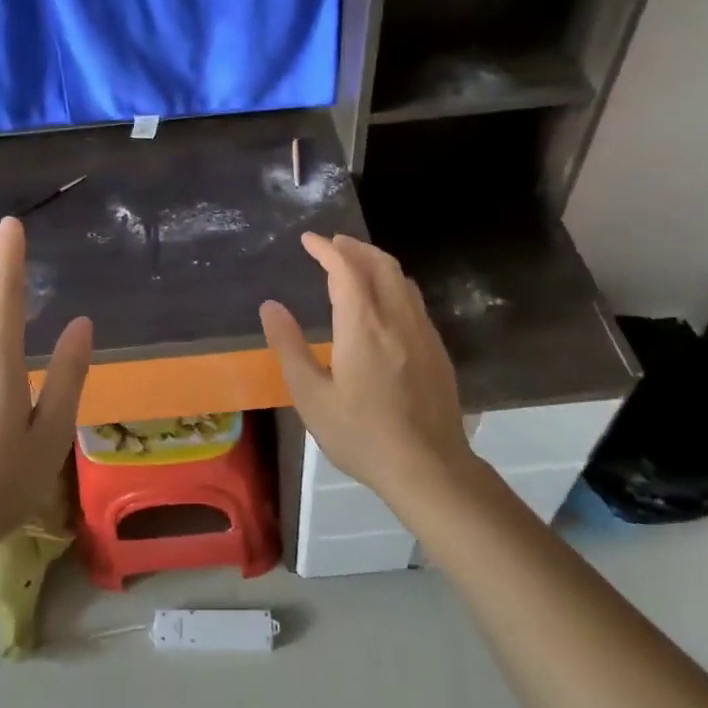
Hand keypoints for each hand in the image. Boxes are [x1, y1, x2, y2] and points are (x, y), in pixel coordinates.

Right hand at [260, 233, 473, 498]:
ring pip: (402, 280)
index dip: (327, 249)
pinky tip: (383, 303)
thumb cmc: (361, 435)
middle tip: (332, 244)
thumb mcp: (312, 397)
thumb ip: (290, 347)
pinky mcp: (437, 350)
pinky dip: (393, 284)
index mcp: (364, 327)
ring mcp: (423, 333)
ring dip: (377, 262)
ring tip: (355, 265)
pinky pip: (414, 300)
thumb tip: (270, 307)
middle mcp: (397, 319)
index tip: (309, 240)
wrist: (428, 468)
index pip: (346, 270)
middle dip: (355, 247)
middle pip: (381, 264)